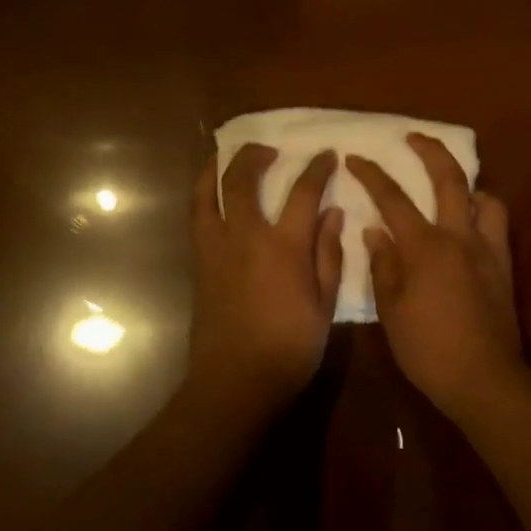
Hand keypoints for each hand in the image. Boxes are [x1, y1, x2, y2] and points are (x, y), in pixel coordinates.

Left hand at [189, 144, 343, 407]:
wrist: (234, 381)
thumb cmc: (289, 348)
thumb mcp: (324, 306)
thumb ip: (328, 255)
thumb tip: (333, 214)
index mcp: (284, 247)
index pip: (304, 193)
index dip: (317, 169)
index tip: (326, 155)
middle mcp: (246, 236)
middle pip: (243, 179)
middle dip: (256, 155)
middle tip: (269, 149)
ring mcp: (216, 246)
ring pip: (209, 191)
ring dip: (218, 166)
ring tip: (227, 154)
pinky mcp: (199, 261)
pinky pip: (197, 215)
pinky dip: (202, 193)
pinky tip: (210, 190)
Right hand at [347, 134, 520, 420]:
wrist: (483, 379)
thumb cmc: (427, 348)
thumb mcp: (390, 310)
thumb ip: (383, 265)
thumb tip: (374, 232)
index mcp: (425, 246)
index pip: (392, 198)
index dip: (371, 174)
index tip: (355, 157)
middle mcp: (459, 236)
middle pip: (449, 179)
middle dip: (430, 150)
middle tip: (414, 136)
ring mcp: (487, 249)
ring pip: (485, 198)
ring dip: (468, 185)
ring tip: (453, 188)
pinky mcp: (504, 266)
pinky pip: (497, 225)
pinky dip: (483, 212)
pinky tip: (470, 225)